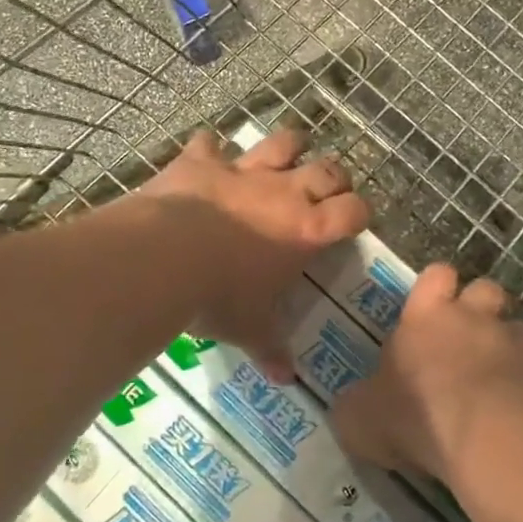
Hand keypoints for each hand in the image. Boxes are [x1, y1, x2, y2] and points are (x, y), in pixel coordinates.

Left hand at [138, 127, 368, 378]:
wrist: (163, 257)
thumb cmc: (218, 297)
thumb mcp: (247, 328)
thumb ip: (270, 348)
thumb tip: (285, 379)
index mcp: (306, 230)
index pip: (353, 211)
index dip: (359, 213)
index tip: (355, 221)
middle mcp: (283, 192)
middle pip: (328, 170)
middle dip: (334, 177)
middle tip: (328, 189)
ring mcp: (242, 171)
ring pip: (281, 142)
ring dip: (289, 145)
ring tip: (291, 151)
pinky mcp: (201, 161)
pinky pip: (209, 144)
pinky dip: (210, 147)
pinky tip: (208, 151)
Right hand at [332, 263, 522, 481]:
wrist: (497, 439)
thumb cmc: (419, 416)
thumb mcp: (361, 419)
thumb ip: (358, 406)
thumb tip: (356, 406)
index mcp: (427, 318)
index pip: (435, 276)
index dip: (435, 288)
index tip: (430, 311)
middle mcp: (476, 319)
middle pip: (485, 289)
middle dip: (480, 309)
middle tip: (467, 345)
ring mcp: (521, 344)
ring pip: (519, 330)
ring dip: (510, 351)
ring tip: (501, 387)